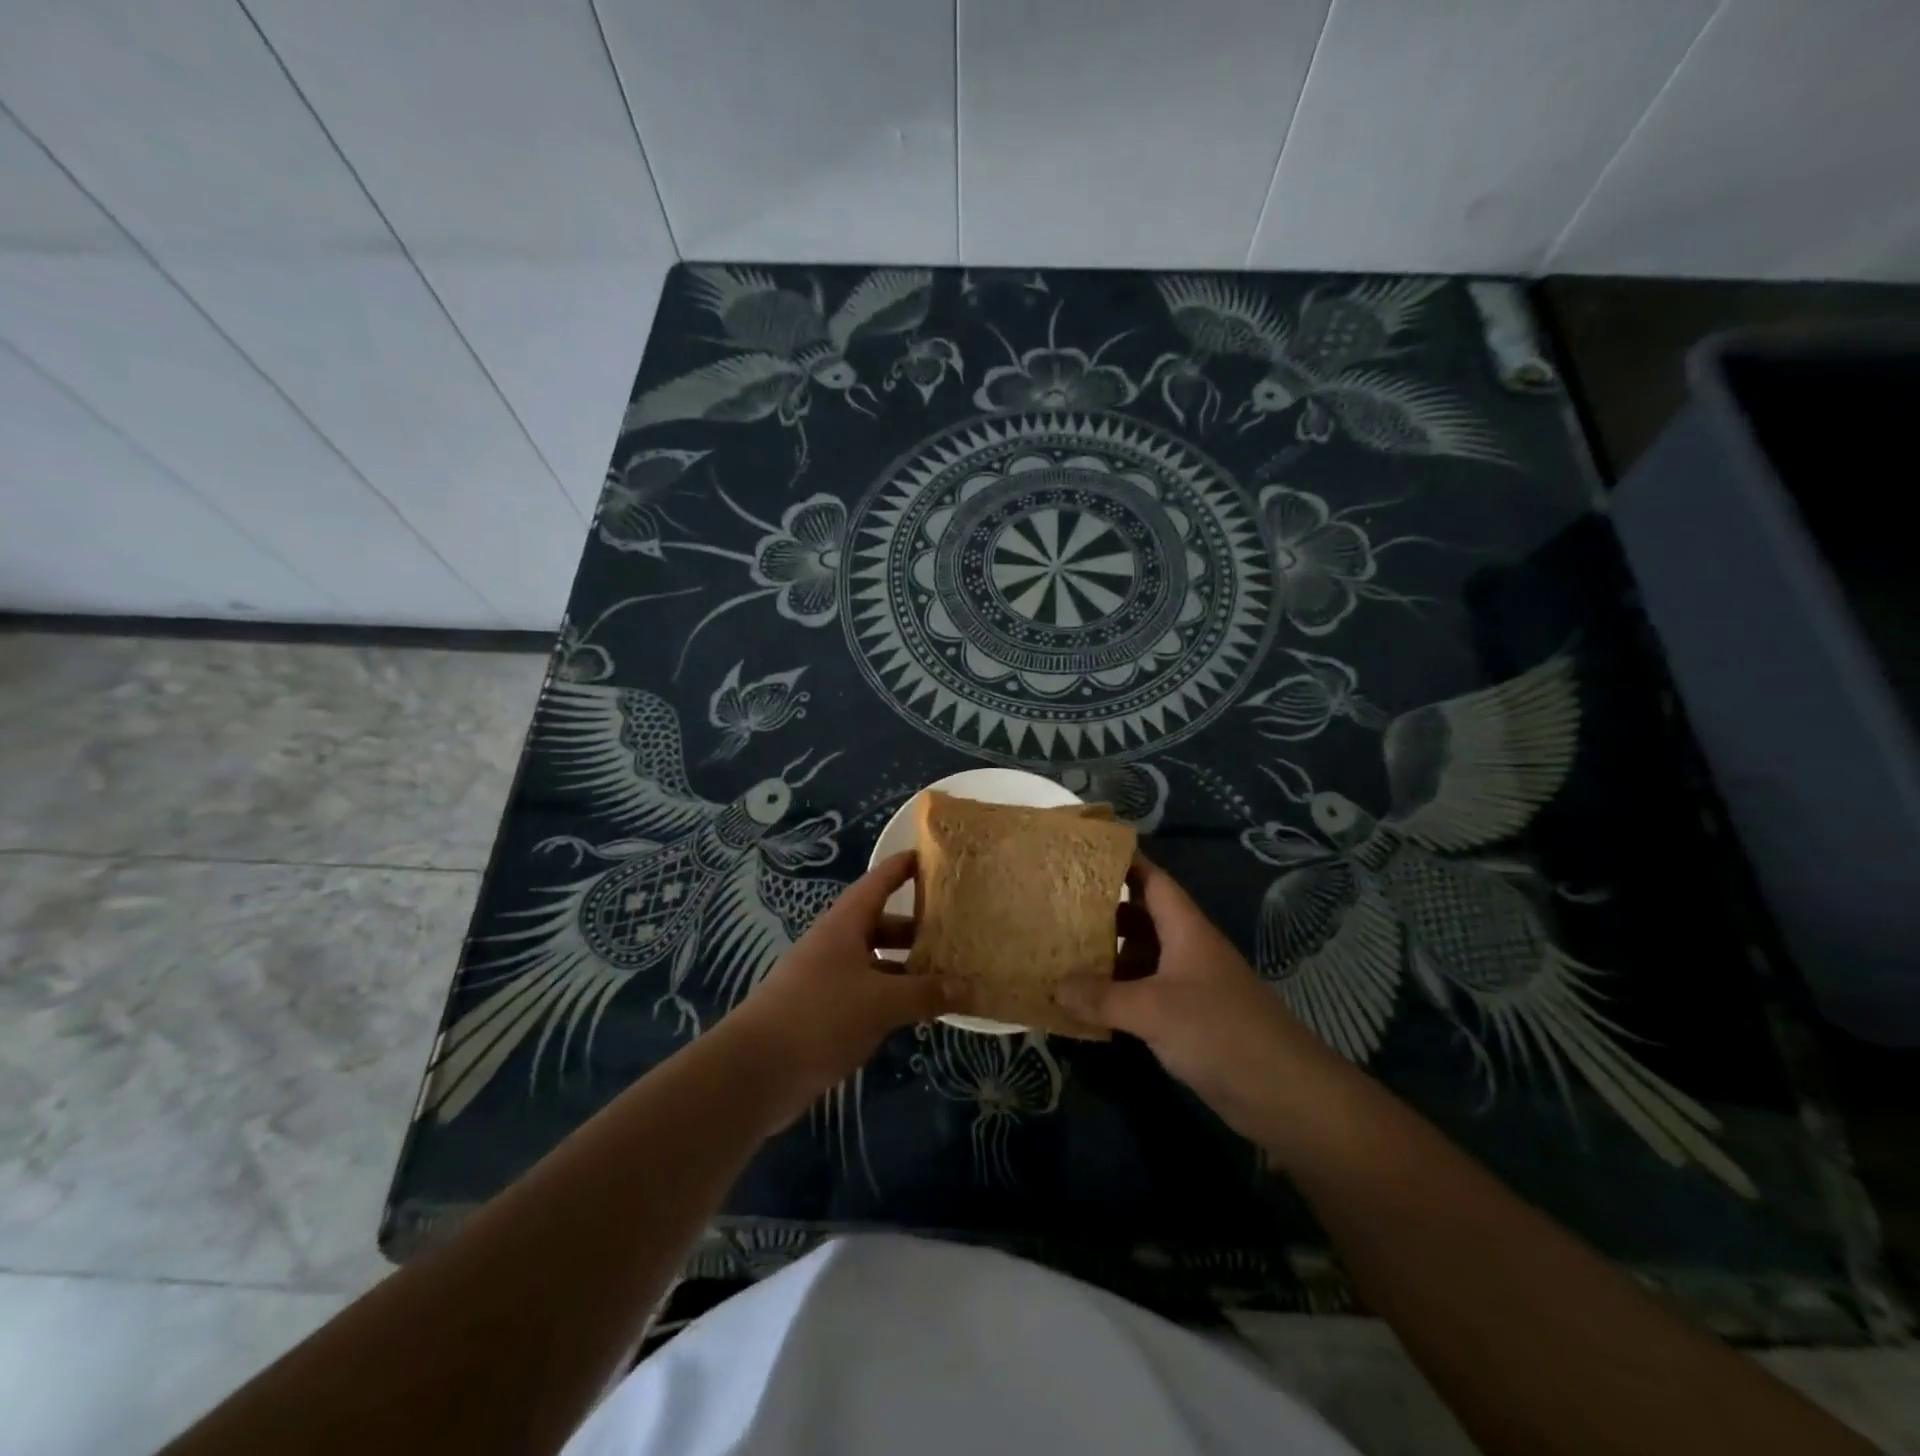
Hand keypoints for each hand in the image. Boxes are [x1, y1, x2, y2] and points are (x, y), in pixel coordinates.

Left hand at [724, 852, 960, 1124]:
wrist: (755, 1071)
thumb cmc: (820, 1016)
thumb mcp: (881, 1002)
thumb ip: (926, 993)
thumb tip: (971, 986)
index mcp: (844, 925)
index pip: (878, 883)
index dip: (902, 868)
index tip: (931, 857)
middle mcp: (836, 945)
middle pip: (880, 925)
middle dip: (916, 926)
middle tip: (956, 929)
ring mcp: (828, 980)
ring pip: (876, 963)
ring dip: (907, 968)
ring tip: (948, 974)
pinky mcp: (825, 1014)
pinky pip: (868, 995)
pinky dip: (893, 998)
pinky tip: (919, 1013)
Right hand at [1053, 854, 1343, 1140]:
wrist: (1286, 1095)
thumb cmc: (1221, 1033)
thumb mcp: (1154, 1011)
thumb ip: (1102, 998)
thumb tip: (1055, 987)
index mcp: (1186, 930)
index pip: (1153, 881)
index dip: (1124, 862)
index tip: (1084, 852)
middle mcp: (1188, 950)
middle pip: (1142, 919)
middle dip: (1103, 911)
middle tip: (1058, 906)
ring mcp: (1190, 986)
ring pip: (1142, 958)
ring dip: (1107, 956)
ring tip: (1062, 952)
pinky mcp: (1190, 1020)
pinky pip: (1146, 994)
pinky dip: (1118, 994)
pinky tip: (1088, 1003)